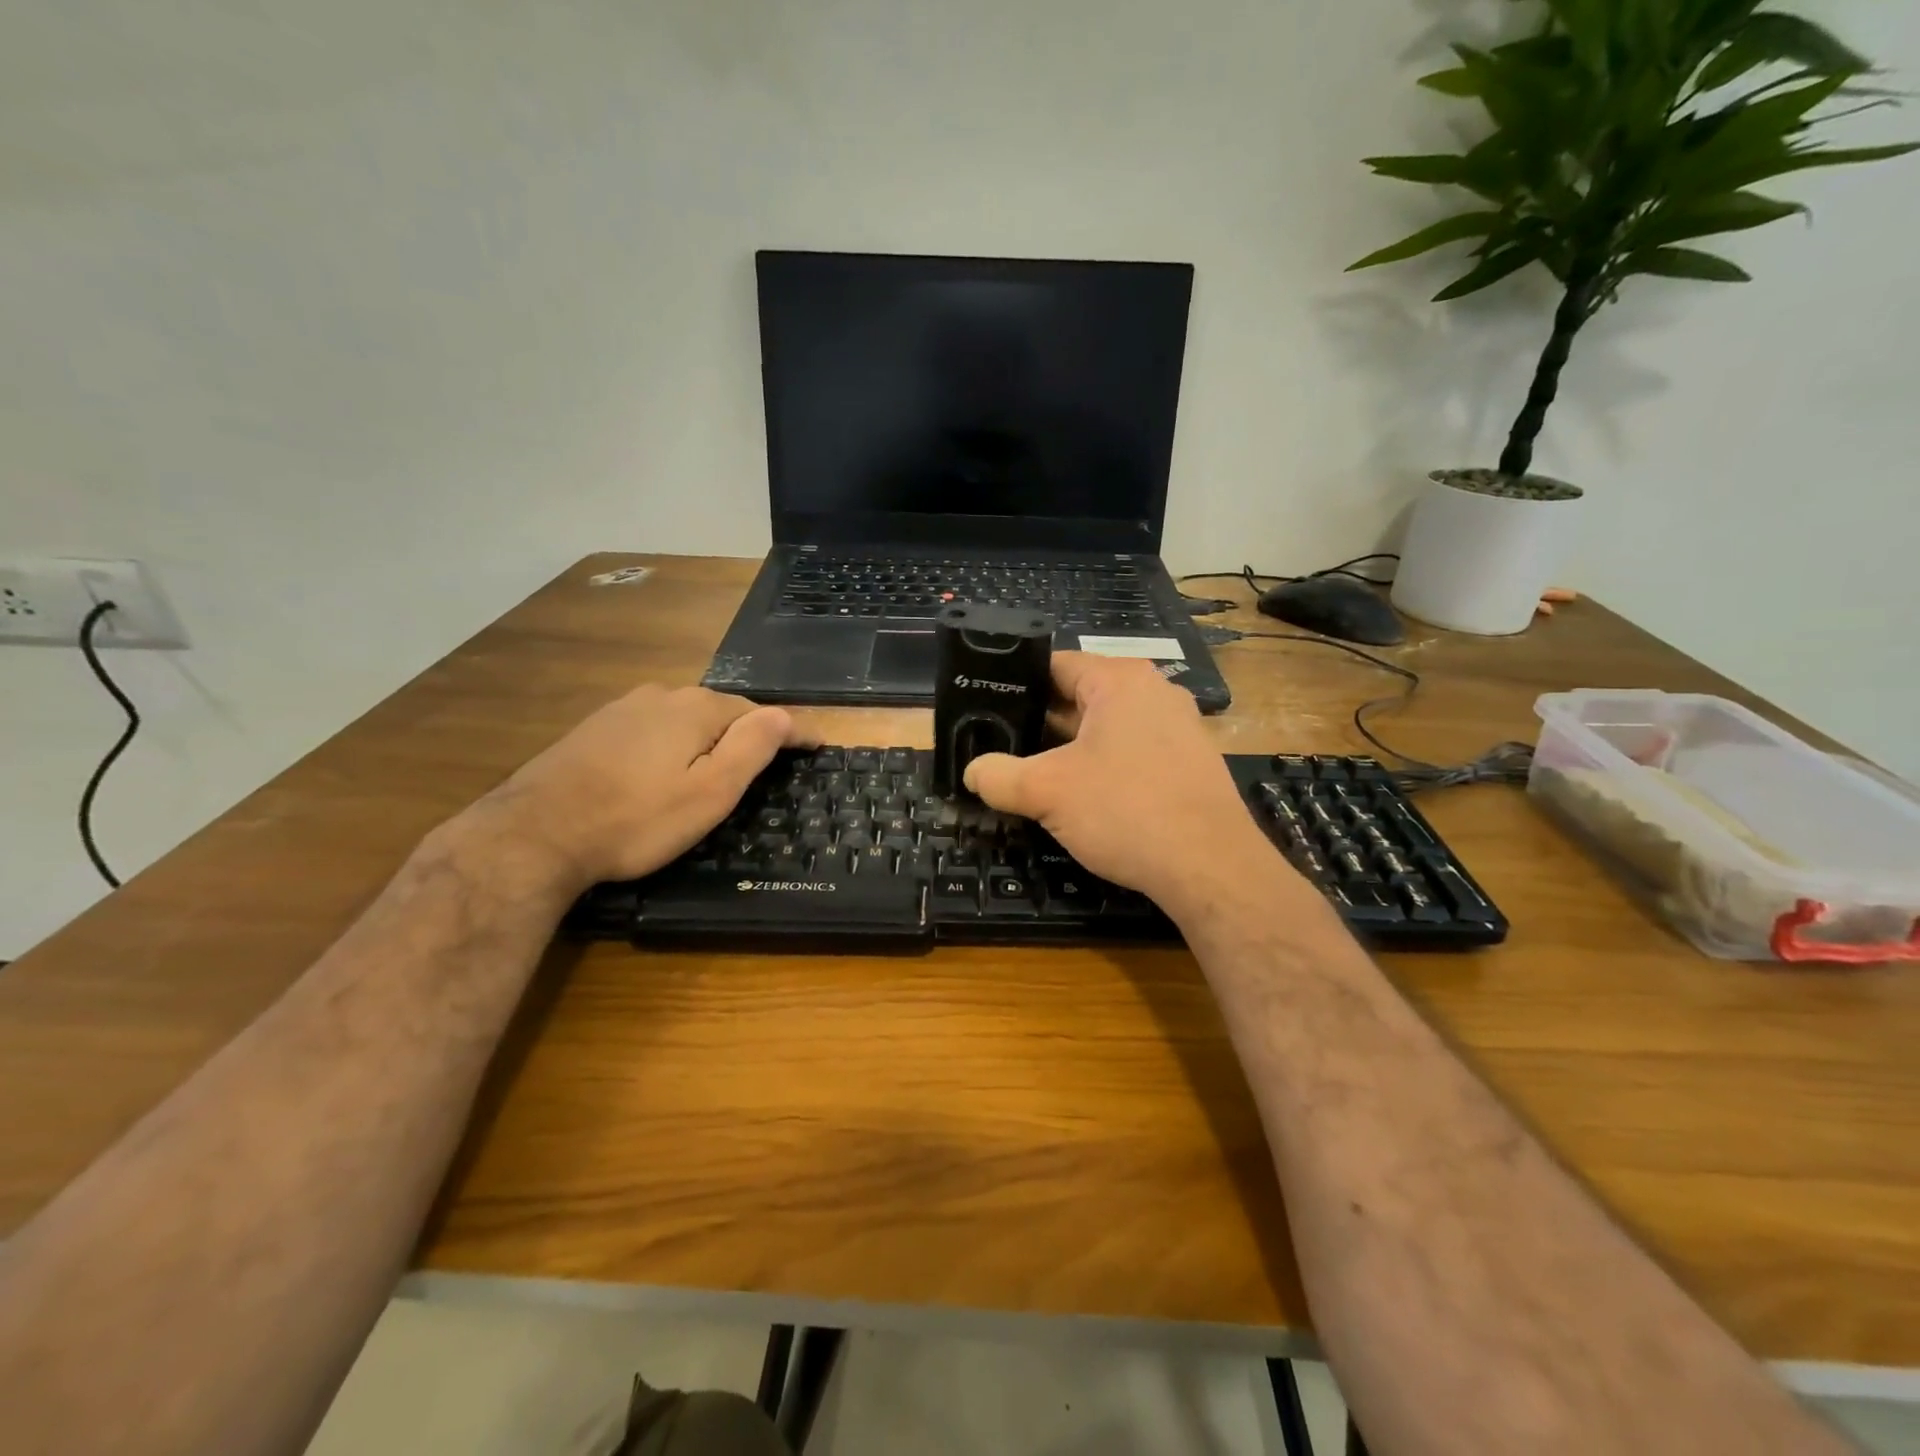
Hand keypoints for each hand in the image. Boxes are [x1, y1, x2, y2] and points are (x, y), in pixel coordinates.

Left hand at [477, 684, 809, 889]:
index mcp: (697, 709)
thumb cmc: (636, 819)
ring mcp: (623, 709)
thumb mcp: (709, 792)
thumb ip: (751, 748)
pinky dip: (674, 743)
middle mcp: (661, 696)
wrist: (534, 833)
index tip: (819, 744)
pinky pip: (654, 729)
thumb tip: (785, 715)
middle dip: (749, 731)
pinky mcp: (595, 729)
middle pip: (721, 711)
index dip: (793, 730)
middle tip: (772, 761)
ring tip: (722, 764)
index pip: (761, 714)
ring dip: (710, 737)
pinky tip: (666, 765)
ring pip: (684, 718)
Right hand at [963, 653, 1286, 914]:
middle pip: (1079, 696)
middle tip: (1000, 748)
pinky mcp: (1189, 762)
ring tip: (1032, 775)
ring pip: (1105, 728)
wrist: (1211, 867)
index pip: (1054, 665)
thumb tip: (972, 772)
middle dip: (1039, 724)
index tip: (985, 712)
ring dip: (1069, 749)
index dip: (1014, 686)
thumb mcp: (1047, 791)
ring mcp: (1177, 727)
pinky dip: (1103, 767)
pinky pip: (1132, 751)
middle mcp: (1153, 691)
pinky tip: (1083, 798)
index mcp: (1119, 680)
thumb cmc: (1125, 810)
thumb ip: (998, 776)